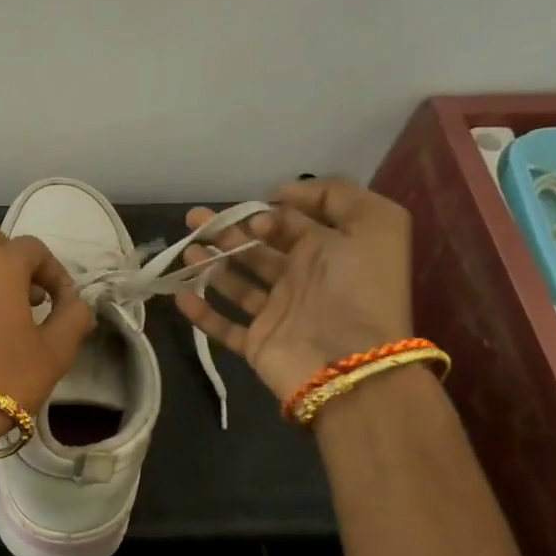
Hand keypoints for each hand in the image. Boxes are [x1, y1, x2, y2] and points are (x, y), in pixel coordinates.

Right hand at [173, 177, 413, 400]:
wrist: (353, 361)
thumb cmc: (361, 288)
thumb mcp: (374, 223)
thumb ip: (336, 195)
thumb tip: (282, 195)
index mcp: (328, 250)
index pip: (290, 223)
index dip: (269, 213)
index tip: (254, 216)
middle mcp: (301, 279)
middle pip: (256, 249)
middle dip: (226, 231)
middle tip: (195, 219)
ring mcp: (278, 313)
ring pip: (237, 284)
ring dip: (211, 264)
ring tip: (188, 251)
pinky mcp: (258, 343)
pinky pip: (225, 328)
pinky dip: (202, 314)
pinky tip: (180, 296)